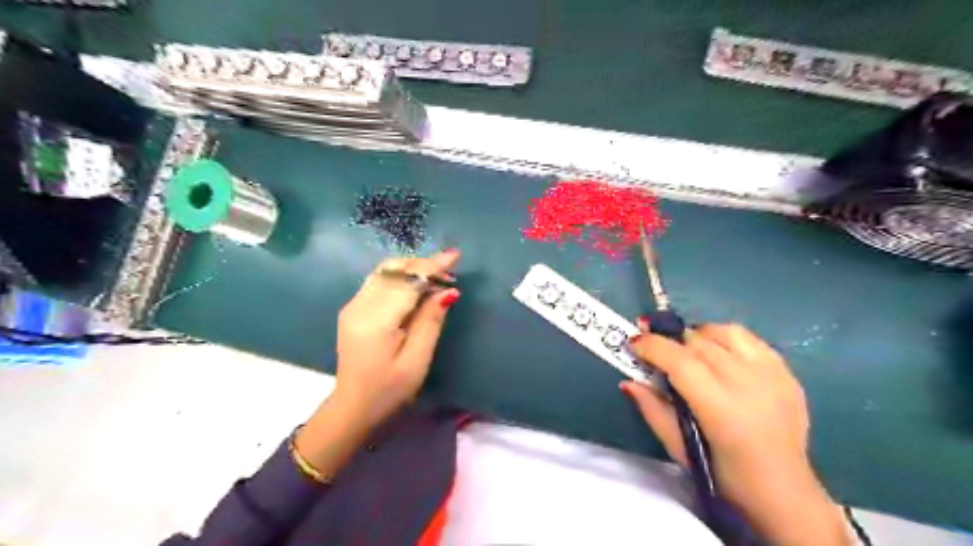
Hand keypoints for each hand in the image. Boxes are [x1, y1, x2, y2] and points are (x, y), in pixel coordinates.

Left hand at [332, 250, 460, 427]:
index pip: (407, 281)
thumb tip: (448, 291)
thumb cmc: (390, 390)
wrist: (353, 407)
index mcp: (376, 320)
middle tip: (449, 273)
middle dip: (423, 265)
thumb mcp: (417, 360)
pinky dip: (400, 277)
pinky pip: (379, 281)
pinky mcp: (353, 308)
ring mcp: (353, 305)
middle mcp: (360, 305)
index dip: (432, 266)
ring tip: (435, 277)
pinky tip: (415, 287)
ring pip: (385, 271)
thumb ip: (431, 321)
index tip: (455, 255)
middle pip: (393, 270)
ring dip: (411, 268)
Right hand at [624, 323, 845, 544]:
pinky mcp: (785, 372)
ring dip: (697, 336)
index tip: (633, 342)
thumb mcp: (679, 449)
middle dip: (669, 340)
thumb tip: (628, 381)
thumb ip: (652, 410)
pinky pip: (748, 338)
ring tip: (687, 350)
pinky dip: (725, 338)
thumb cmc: (723, 476)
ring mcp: (771, 375)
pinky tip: (718, 353)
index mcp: (720, 409)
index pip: (680, 361)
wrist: (784, 492)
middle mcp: (748, 384)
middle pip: (698, 342)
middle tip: (654, 349)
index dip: (652, 346)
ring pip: (723, 332)